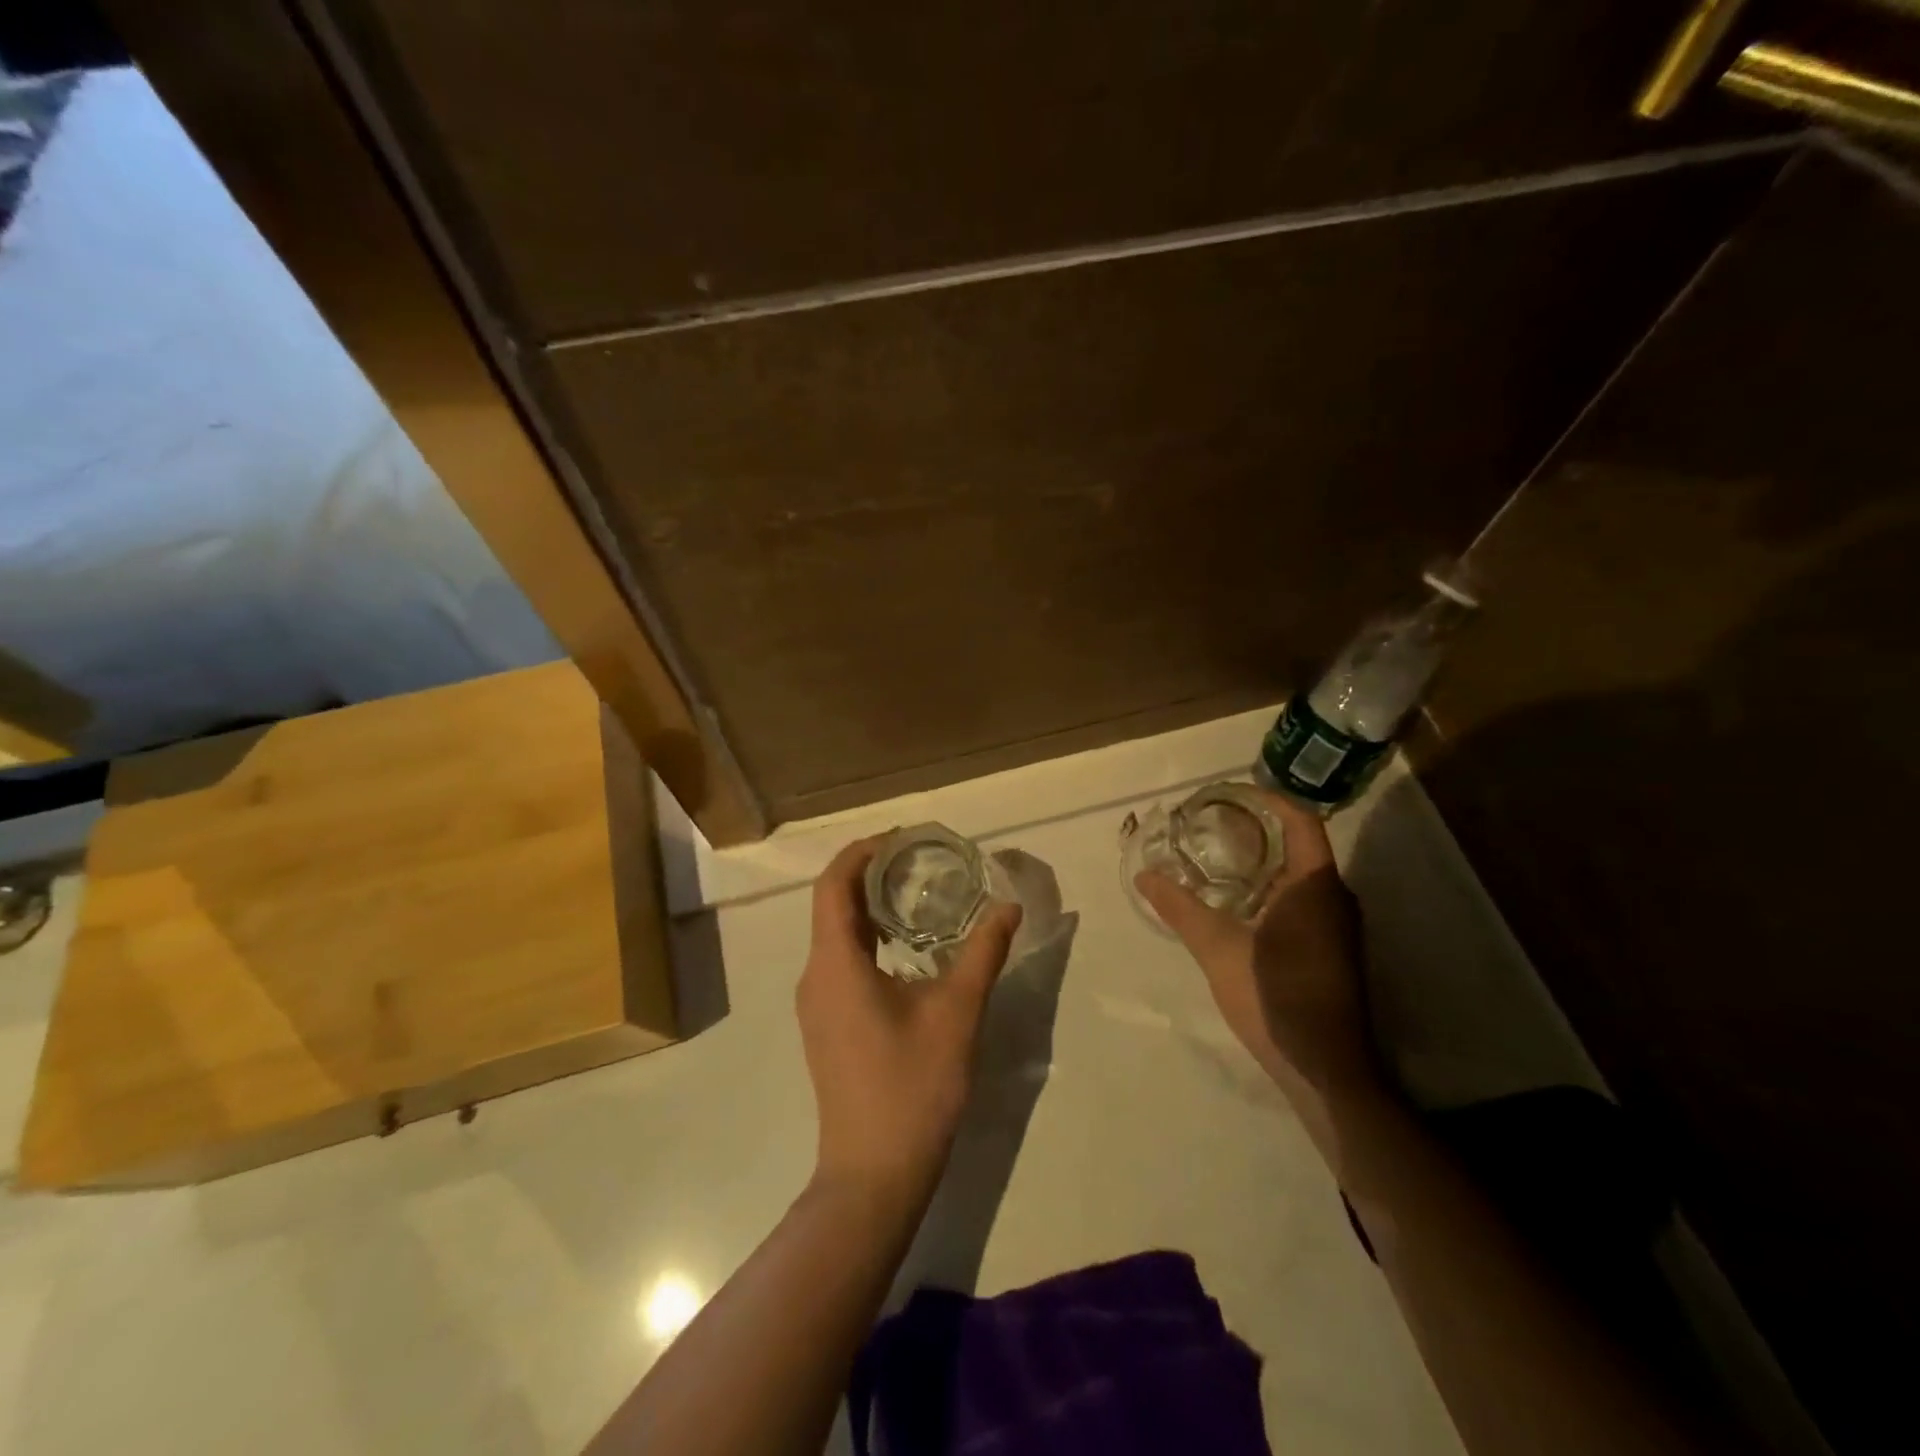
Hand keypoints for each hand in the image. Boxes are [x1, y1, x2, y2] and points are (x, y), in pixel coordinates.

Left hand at [797, 837, 1023, 1205]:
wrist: (873, 1175)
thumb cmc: (912, 1087)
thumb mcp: (957, 1012)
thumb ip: (983, 952)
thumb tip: (1008, 907)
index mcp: (835, 963)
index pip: (833, 884)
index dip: (863, 851)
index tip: (903, 838)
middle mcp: (815, 975)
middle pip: (833, 904)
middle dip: (872, 874)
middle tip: (920, 860)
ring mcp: (817, 1004)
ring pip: (836, 935)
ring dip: (871, 908)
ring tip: (919, 894)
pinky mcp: (827, 1025)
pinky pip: (841, 961)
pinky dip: (870, 939)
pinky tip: (909, 949)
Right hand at [1135, 790, 1380, 1101]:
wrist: (1325, 1069)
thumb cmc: (1275, 996)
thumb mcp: (1217, 948)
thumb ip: (1180, 908)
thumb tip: (1144, 875)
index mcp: (1315, 885)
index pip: (1300, 820)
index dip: (1268, 800)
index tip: (1229, 795)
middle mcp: (1335, 898)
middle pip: (1300, 845)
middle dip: (1258, 830)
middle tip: (1211, 825)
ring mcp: (1338, 927)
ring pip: (1301, 876)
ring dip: (1264, 862)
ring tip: (1217, 858)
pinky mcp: (1333, 951)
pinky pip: (1303, 901)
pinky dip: (1272, 890)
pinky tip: (1238, 905)